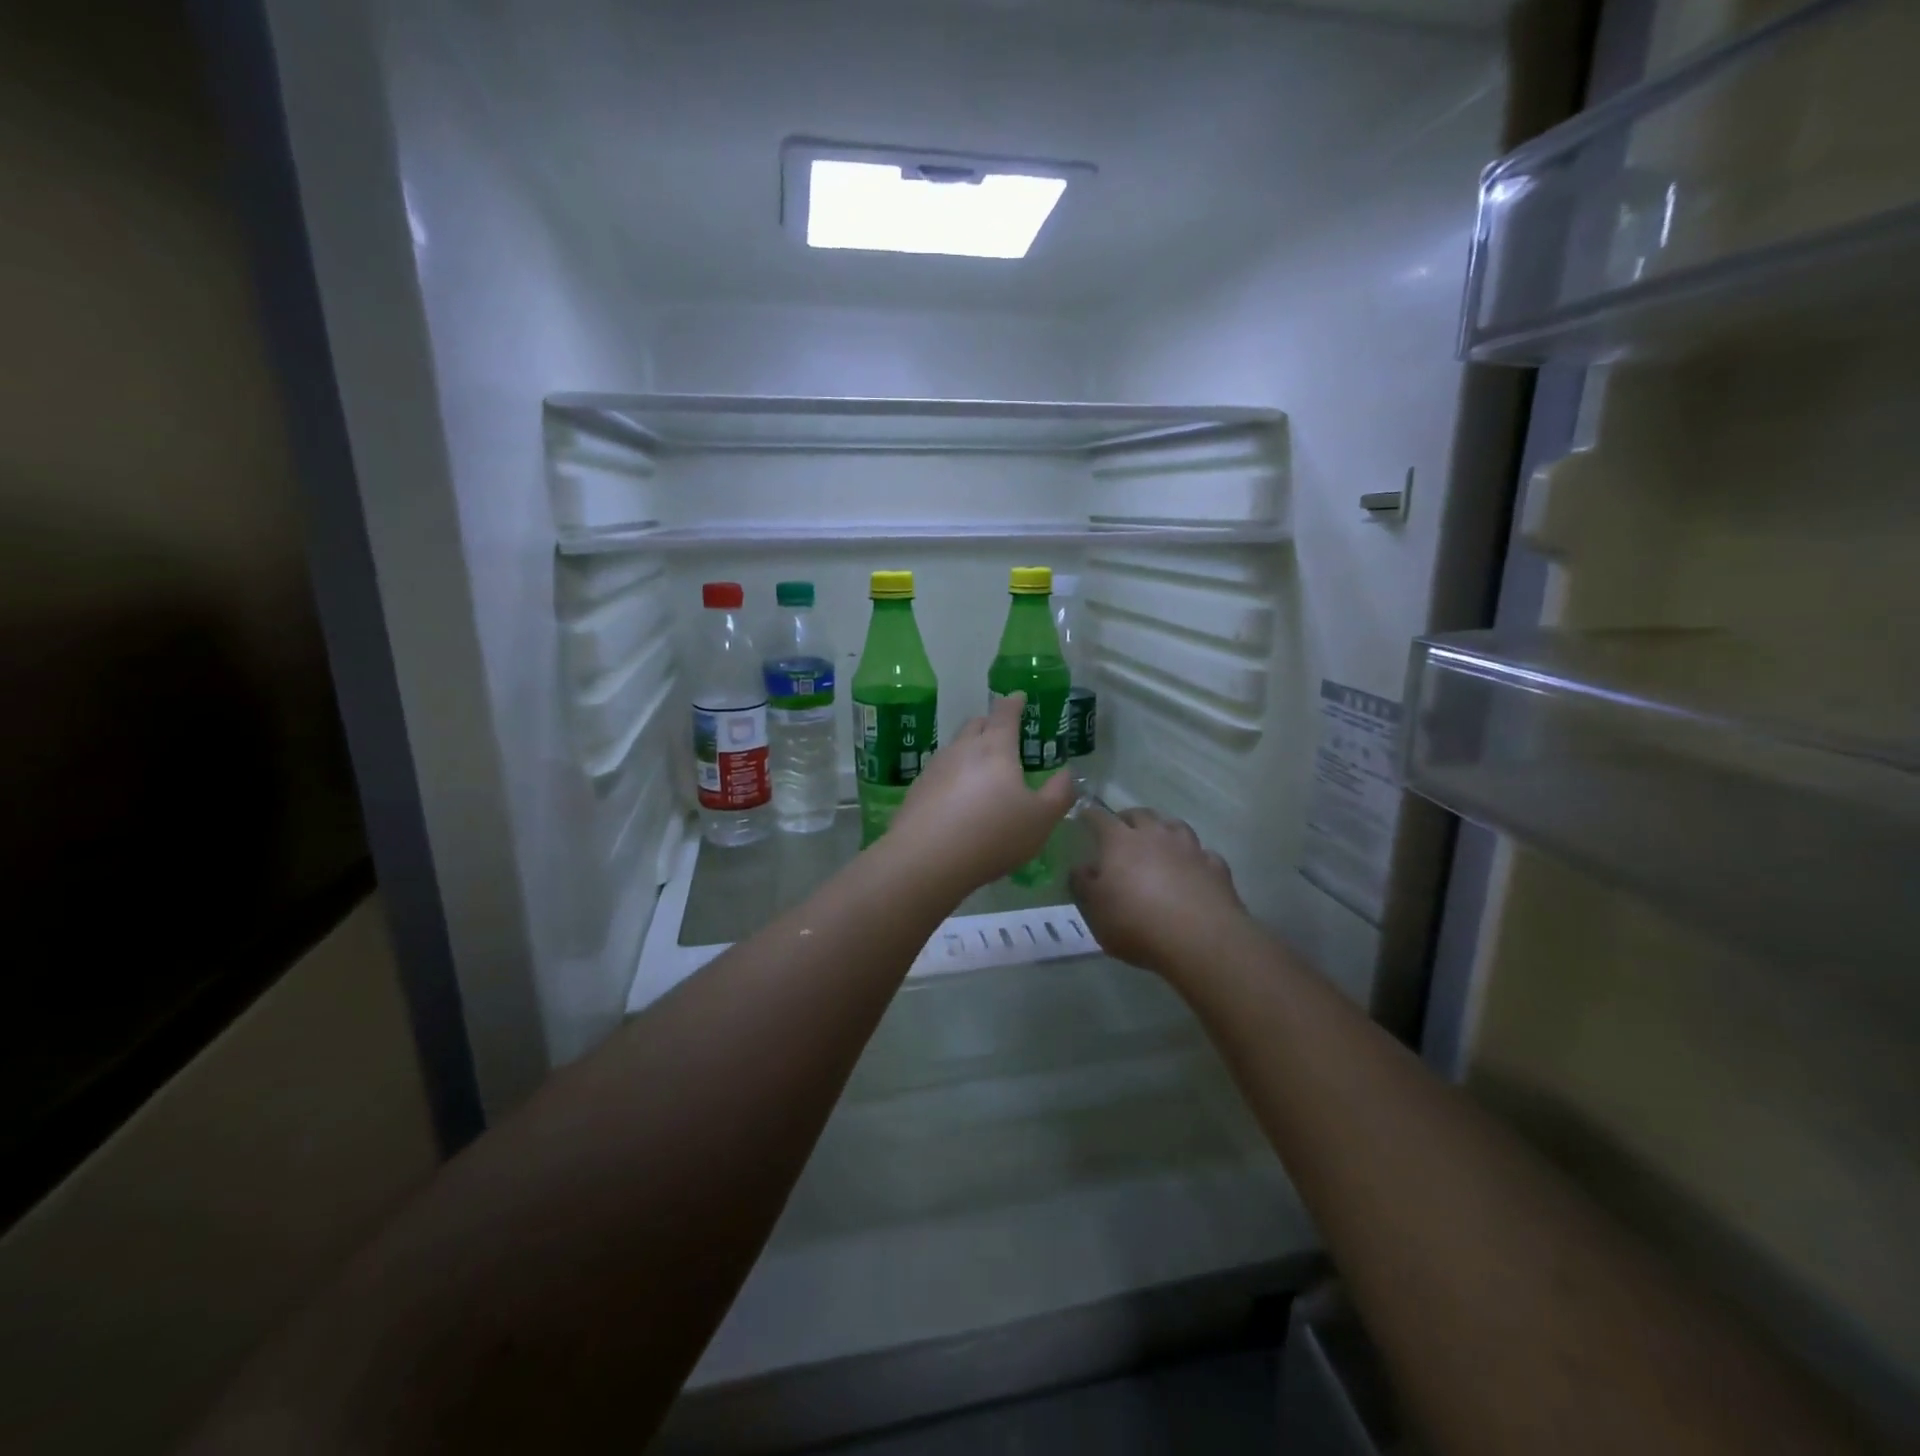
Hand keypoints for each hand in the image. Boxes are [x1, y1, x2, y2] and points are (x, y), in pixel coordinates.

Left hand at [888, 692, 1077, 895]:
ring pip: (955, 748)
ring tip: (982, 771)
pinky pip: (940, 773)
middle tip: (1003, 735)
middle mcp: (962, 749)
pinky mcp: (917, 790)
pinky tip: (957, 799)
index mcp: (995, 748)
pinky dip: (953, 777)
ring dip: (970, 751)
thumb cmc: (993, 834)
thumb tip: (1067, 773)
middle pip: (976, 725)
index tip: (1018, 697)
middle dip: (990, 724)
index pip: (1005, 713)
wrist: (926, 859)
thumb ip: (1059, 793)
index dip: (1013, 703)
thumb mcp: (1041, 820)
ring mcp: (935, 768)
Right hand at [1069, 807, 1248, 977]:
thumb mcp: (1095, 910)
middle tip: (1121, 830)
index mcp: (1120, 841)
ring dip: (1163, 830)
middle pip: (1140, 814)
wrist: (1200, 939)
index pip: (1100, 818)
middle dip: (1128, 818)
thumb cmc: (1136, 923)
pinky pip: (1202, 853)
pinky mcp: (1215, 866)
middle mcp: (1155, 835)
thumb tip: (1081, 868)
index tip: (1084, 816)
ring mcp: (1189, 848)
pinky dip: (1194, 857)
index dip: (1090, 815)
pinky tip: (1192, 869)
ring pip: (1174, 825)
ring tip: (1158, 843)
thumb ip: (1083, 885)